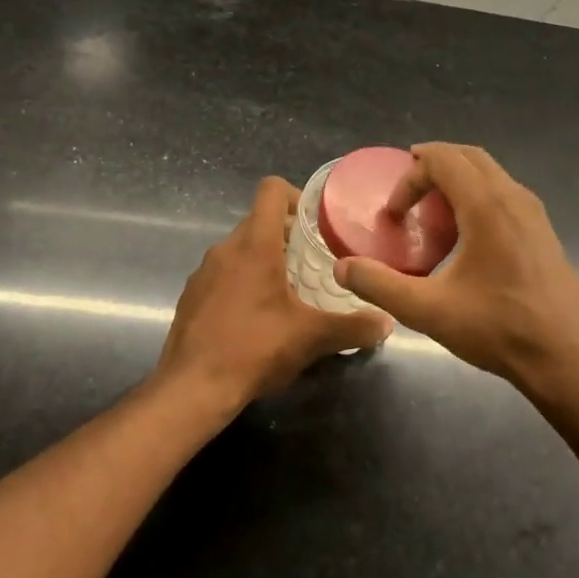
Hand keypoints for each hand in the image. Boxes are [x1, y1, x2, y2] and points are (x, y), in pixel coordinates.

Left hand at [159, 177, 393, 405]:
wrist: (192, 387)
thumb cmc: (255, 348)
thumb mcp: (312, 338)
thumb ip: (353, 327)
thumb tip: (387, 323)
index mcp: (254, 245)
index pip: (271, 190)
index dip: (296, 197)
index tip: (315, 224)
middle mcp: (225, 249)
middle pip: (258, 222)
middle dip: (287, 237)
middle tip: (313, 265)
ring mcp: (203, 272)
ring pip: (239, 250)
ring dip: (264, 262)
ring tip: (288, 294)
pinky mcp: (191, 296)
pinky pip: (222, 275)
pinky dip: (242, 284)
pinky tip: (256, 319)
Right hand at [334, 143, 578, 389]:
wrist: (567, 357)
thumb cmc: (499, 329)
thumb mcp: (429, 310)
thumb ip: (380, 285)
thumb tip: (342, 268)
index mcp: (487, 206)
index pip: (443, 159)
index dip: (410, 177)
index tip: (394, 215)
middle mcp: (514, 198)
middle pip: (469, 157)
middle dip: (432, 167)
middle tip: (406, 195)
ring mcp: (534, 214)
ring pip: (491, 174)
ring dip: (457, 181)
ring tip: (432, 213)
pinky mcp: (543, 233)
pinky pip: (505, 195)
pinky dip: (478, 197)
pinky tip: (466, 238)